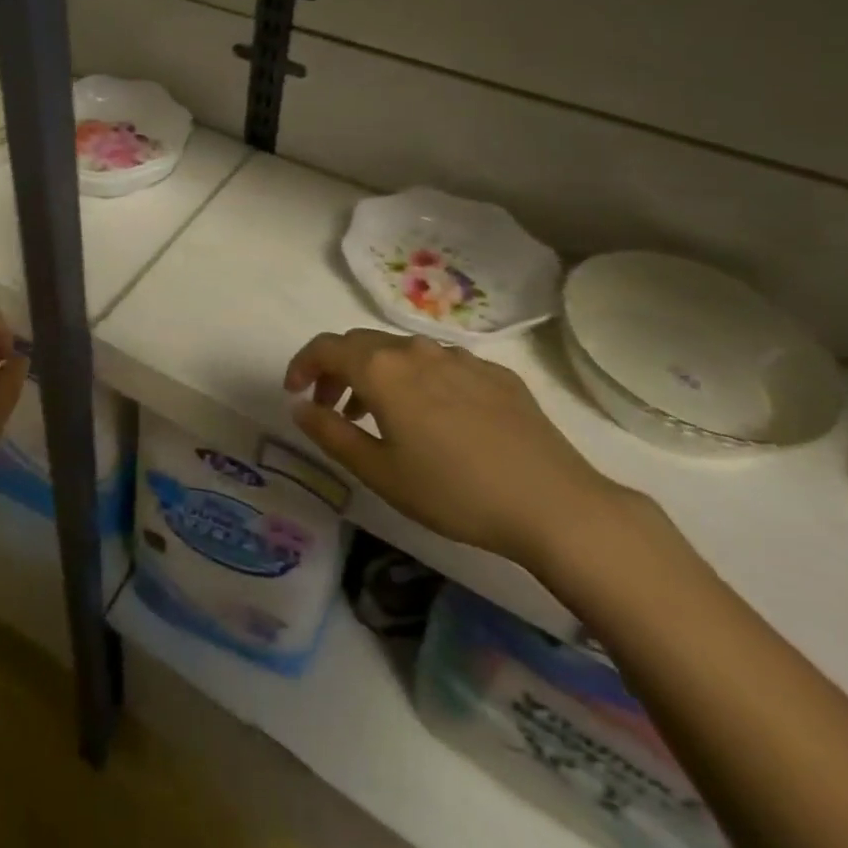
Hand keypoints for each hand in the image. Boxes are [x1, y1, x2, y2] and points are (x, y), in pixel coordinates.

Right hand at [285, 329, 625, 571]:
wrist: (553, 503)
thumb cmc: (454, 492)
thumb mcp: (380, 472)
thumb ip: (330, 433)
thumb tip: (299, 405)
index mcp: (382, 369)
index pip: (325, 347)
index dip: (302, 364)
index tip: (294, 392)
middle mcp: (416, 349)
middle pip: (361, 344)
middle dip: (337, 370)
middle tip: (332, 407)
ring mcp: (459, 357)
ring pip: (402, 352)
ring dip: (377, 375)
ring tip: (379, 416)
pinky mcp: (494, 372)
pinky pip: (441, 365)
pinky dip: (419, 381)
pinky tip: (435, 419)